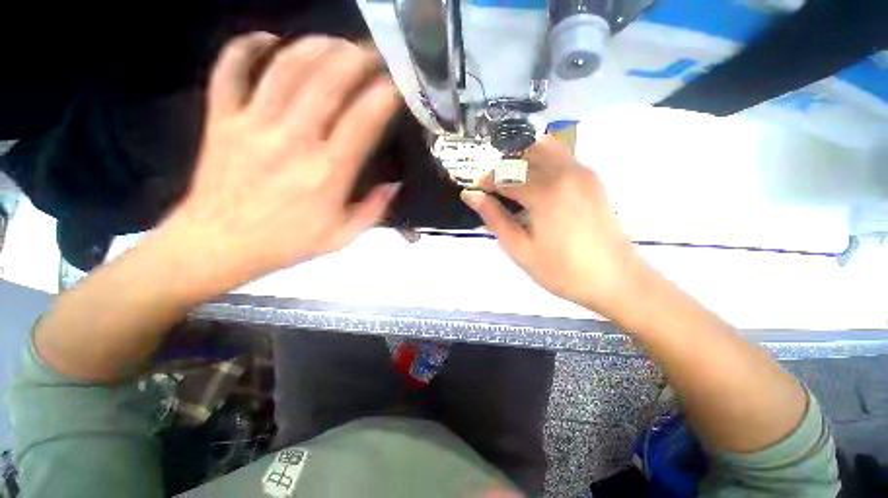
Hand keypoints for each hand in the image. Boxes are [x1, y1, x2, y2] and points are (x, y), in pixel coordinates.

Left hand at [162, 33, 401, 291]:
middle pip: (327, 81)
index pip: (363, 121)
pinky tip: (267, 40)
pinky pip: (230, 70)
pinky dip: (246, 47)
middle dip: (356, 58)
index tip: (398, 84)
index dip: (384, 96)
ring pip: (285, 67)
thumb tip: (394, 185)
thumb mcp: (342, 237)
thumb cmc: (286, 244)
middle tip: (373, 51)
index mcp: (327, 173)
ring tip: (336, 43)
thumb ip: (373, 210)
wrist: (218, 246)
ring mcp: (252, 124)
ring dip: (315, 47)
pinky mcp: (221, 119)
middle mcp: (292, 140)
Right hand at [461, 137, 646, 319]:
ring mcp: (582, 172)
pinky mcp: (591, 178)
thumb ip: (494, 217)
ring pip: (543, 146)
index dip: (485, 181)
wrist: (616, 280)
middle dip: (501, 165)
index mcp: (545, 192)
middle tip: (491, 187)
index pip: (504, 175)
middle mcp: (564, 172)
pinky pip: (561, 155)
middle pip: (522, 152)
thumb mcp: (520, 249)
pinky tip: (534, 181)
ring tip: (511, 180)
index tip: (475, 192)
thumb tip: (471, 195)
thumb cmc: (563, 271)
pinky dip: (540, 159)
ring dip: (521, 157)